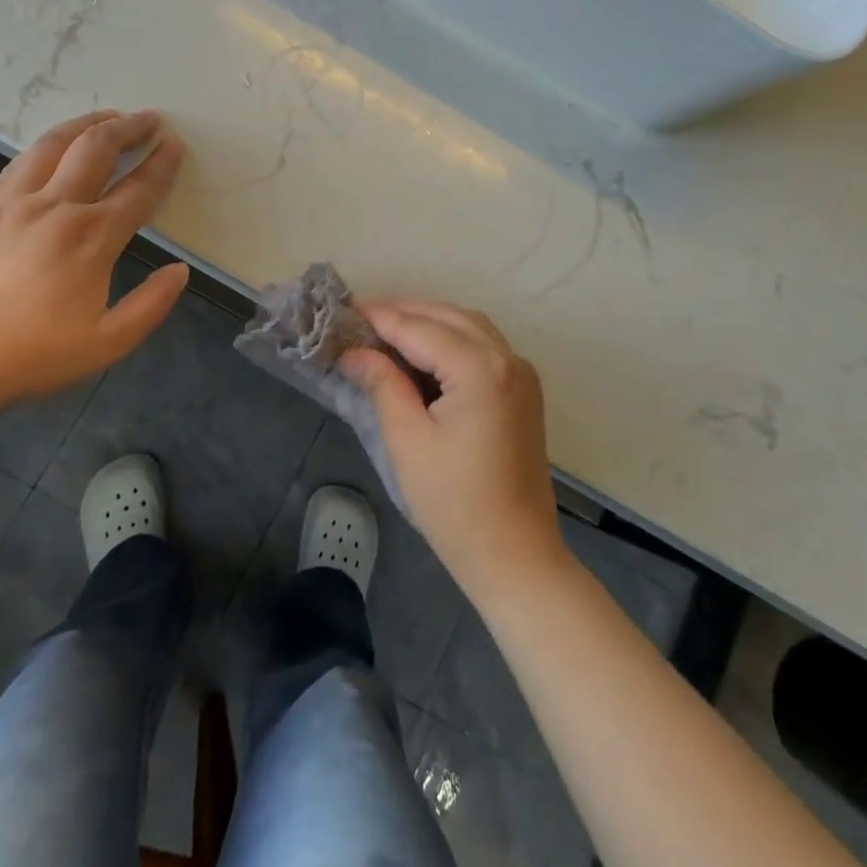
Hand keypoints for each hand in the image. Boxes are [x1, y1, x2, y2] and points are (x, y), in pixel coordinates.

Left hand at [0, 110, 188, 410]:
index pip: (138, 188)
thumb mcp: (108, 343)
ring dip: (87, 124)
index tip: (175, 144)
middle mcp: (57, 207)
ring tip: (107, 117)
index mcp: (93, 238)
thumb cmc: (34, 354)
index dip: (162, 164)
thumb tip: (180, 270)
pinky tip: (54, 148)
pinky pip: (20, 162)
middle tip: (148, 119)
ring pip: (55, 143)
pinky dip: (47, 146)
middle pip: (97, 148)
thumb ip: (152, 305)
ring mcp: (15, 202)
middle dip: (128, 127)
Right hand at [340, 302, 566, 600]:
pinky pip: (484, 346)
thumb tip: (353, 352)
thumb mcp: (408, 441)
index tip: (343, 311)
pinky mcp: (524, 390)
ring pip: (469, 326)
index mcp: (480, 369)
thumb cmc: (454, 503)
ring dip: (429, 321)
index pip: (420, 328)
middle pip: (448, 316)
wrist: (515, 555)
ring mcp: (521, 373)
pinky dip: (452, 338)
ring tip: (386, 331)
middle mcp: (507, 358)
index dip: (380, 318)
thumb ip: (383, 384)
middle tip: (360, 319)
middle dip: (404, 312)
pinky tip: (424, 352)